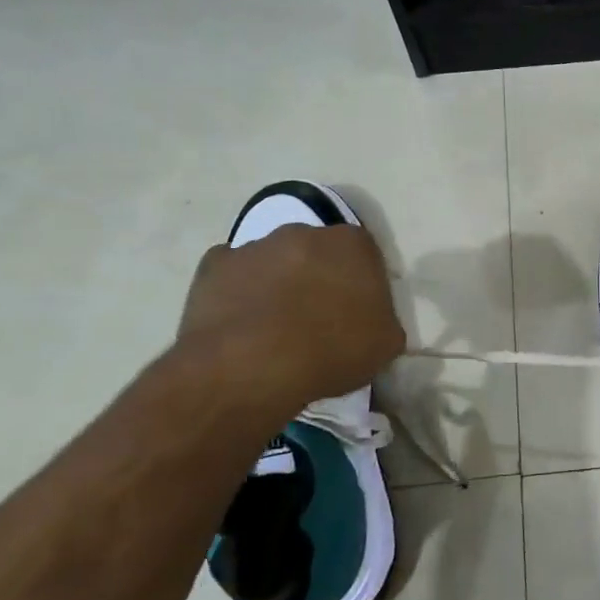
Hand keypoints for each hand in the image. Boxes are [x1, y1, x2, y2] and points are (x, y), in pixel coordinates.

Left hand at [177, 224, 403, 416]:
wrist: (251, 367)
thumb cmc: (332, 350)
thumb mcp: (385, 344)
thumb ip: (384, 320)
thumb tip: (373, 321)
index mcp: (352, 244)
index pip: (365, 255)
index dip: (362, 284)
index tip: (358, 313)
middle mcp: (304, 232)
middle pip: (318, 253)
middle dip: (319, 277)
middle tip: (319, 318)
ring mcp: (255, 246)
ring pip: (275, 261)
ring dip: (279, 284)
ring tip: (276, 328)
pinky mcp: (214, 266)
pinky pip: (235, 276)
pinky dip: (240, 293)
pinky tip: (244, 326)